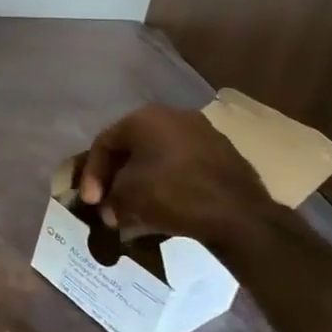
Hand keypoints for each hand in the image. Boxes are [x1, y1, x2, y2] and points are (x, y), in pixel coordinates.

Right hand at [77, 105, 278, 246]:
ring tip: (135, 208)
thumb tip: (109, 209)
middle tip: (109, 203)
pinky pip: (182, 165)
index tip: (90, 202)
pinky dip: (167, 182)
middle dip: (116, 177)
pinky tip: (163, 205)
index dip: (91, 174)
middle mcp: (173, 115)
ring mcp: (202, 133)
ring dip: (141, 181)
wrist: (240, 215)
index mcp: (145, 117)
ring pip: (157, 156)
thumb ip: (109, 199)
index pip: (104, 143)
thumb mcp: (127, 197)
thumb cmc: (173, 194)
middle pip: (131, 147)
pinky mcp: (222, 154)